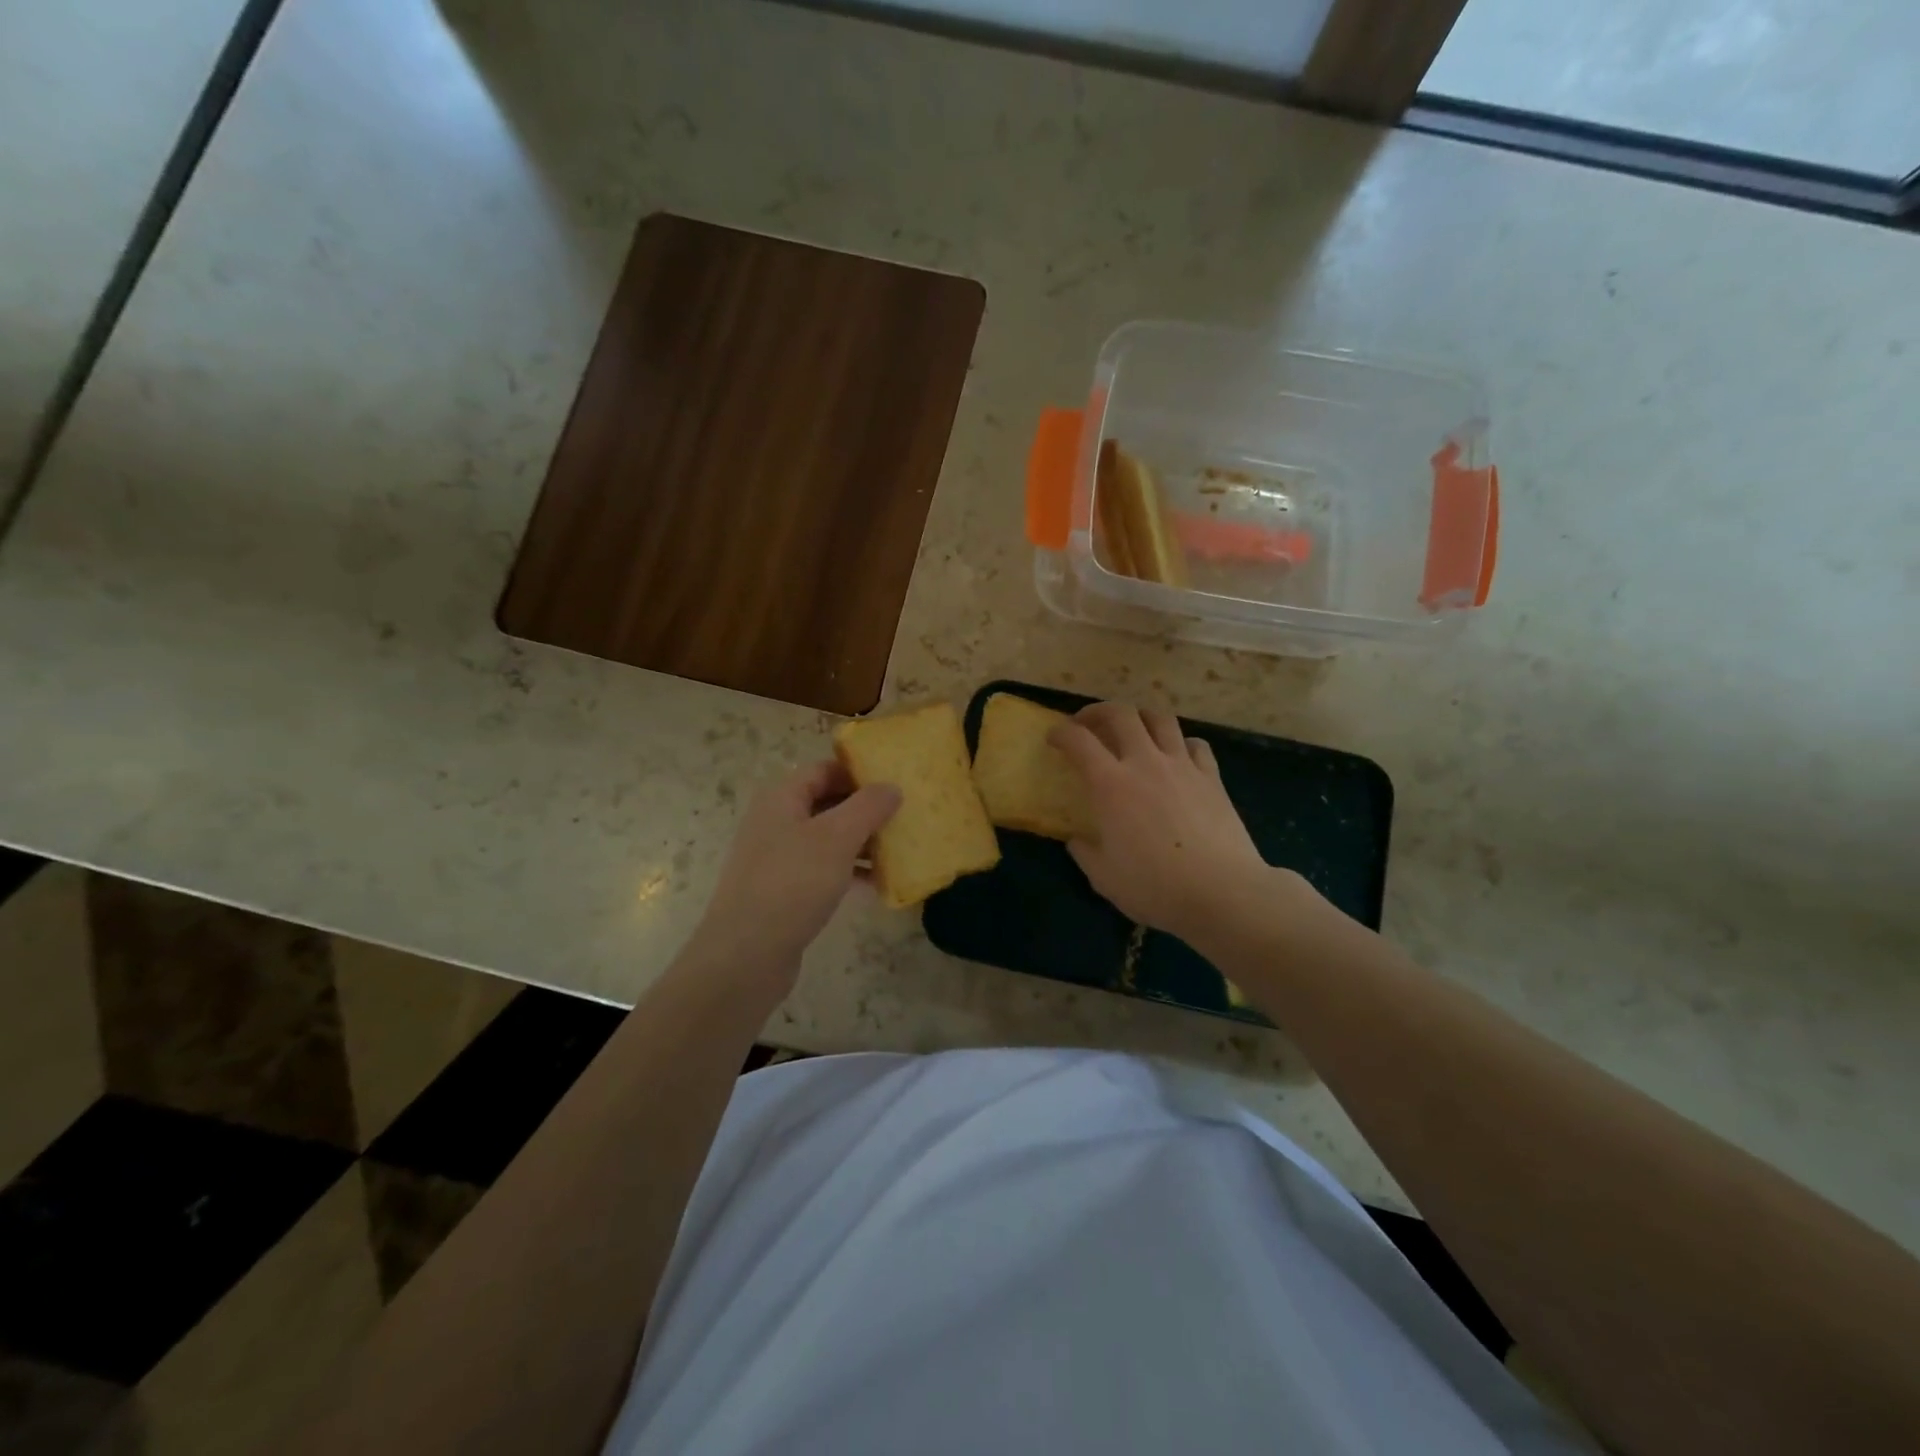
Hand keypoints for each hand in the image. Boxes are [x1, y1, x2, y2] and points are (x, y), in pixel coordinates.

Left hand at [688, 760, 899, 995]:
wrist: (746, 956)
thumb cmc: (792, 883)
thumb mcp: (837, 838)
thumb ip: (867, 807)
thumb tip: (891, 787)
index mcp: (781, 798)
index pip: (824, 769)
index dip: (858, 772)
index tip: (894, 782)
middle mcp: (775, 822)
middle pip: (826, 802)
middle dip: (864, 809)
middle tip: (903, 815)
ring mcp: (777, 858)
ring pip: (827, 839)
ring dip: (861, 842)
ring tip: (898, 849)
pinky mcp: (784, 891)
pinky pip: (822, 870)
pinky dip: (849, 872)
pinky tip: (877, 884)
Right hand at [1049, 702, 1300, 944]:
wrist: (1222, 893)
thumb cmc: (1155, 887)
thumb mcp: (1104, 878)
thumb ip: (1085, 853)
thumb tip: (1077, 840)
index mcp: (1110, 785)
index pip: (1078, 740)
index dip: (1061, 732)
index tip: (1054, 738)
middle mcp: (1145, 763)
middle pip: (1120, 713)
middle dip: (1098, 711)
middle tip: (1089, 724)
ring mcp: (1182, 766)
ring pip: (1160, 718)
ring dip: (1140, 717)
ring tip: (1133, 730)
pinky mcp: (1212, 777)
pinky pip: (1196, 744)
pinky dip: (1181, 743)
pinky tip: (1177, 757)